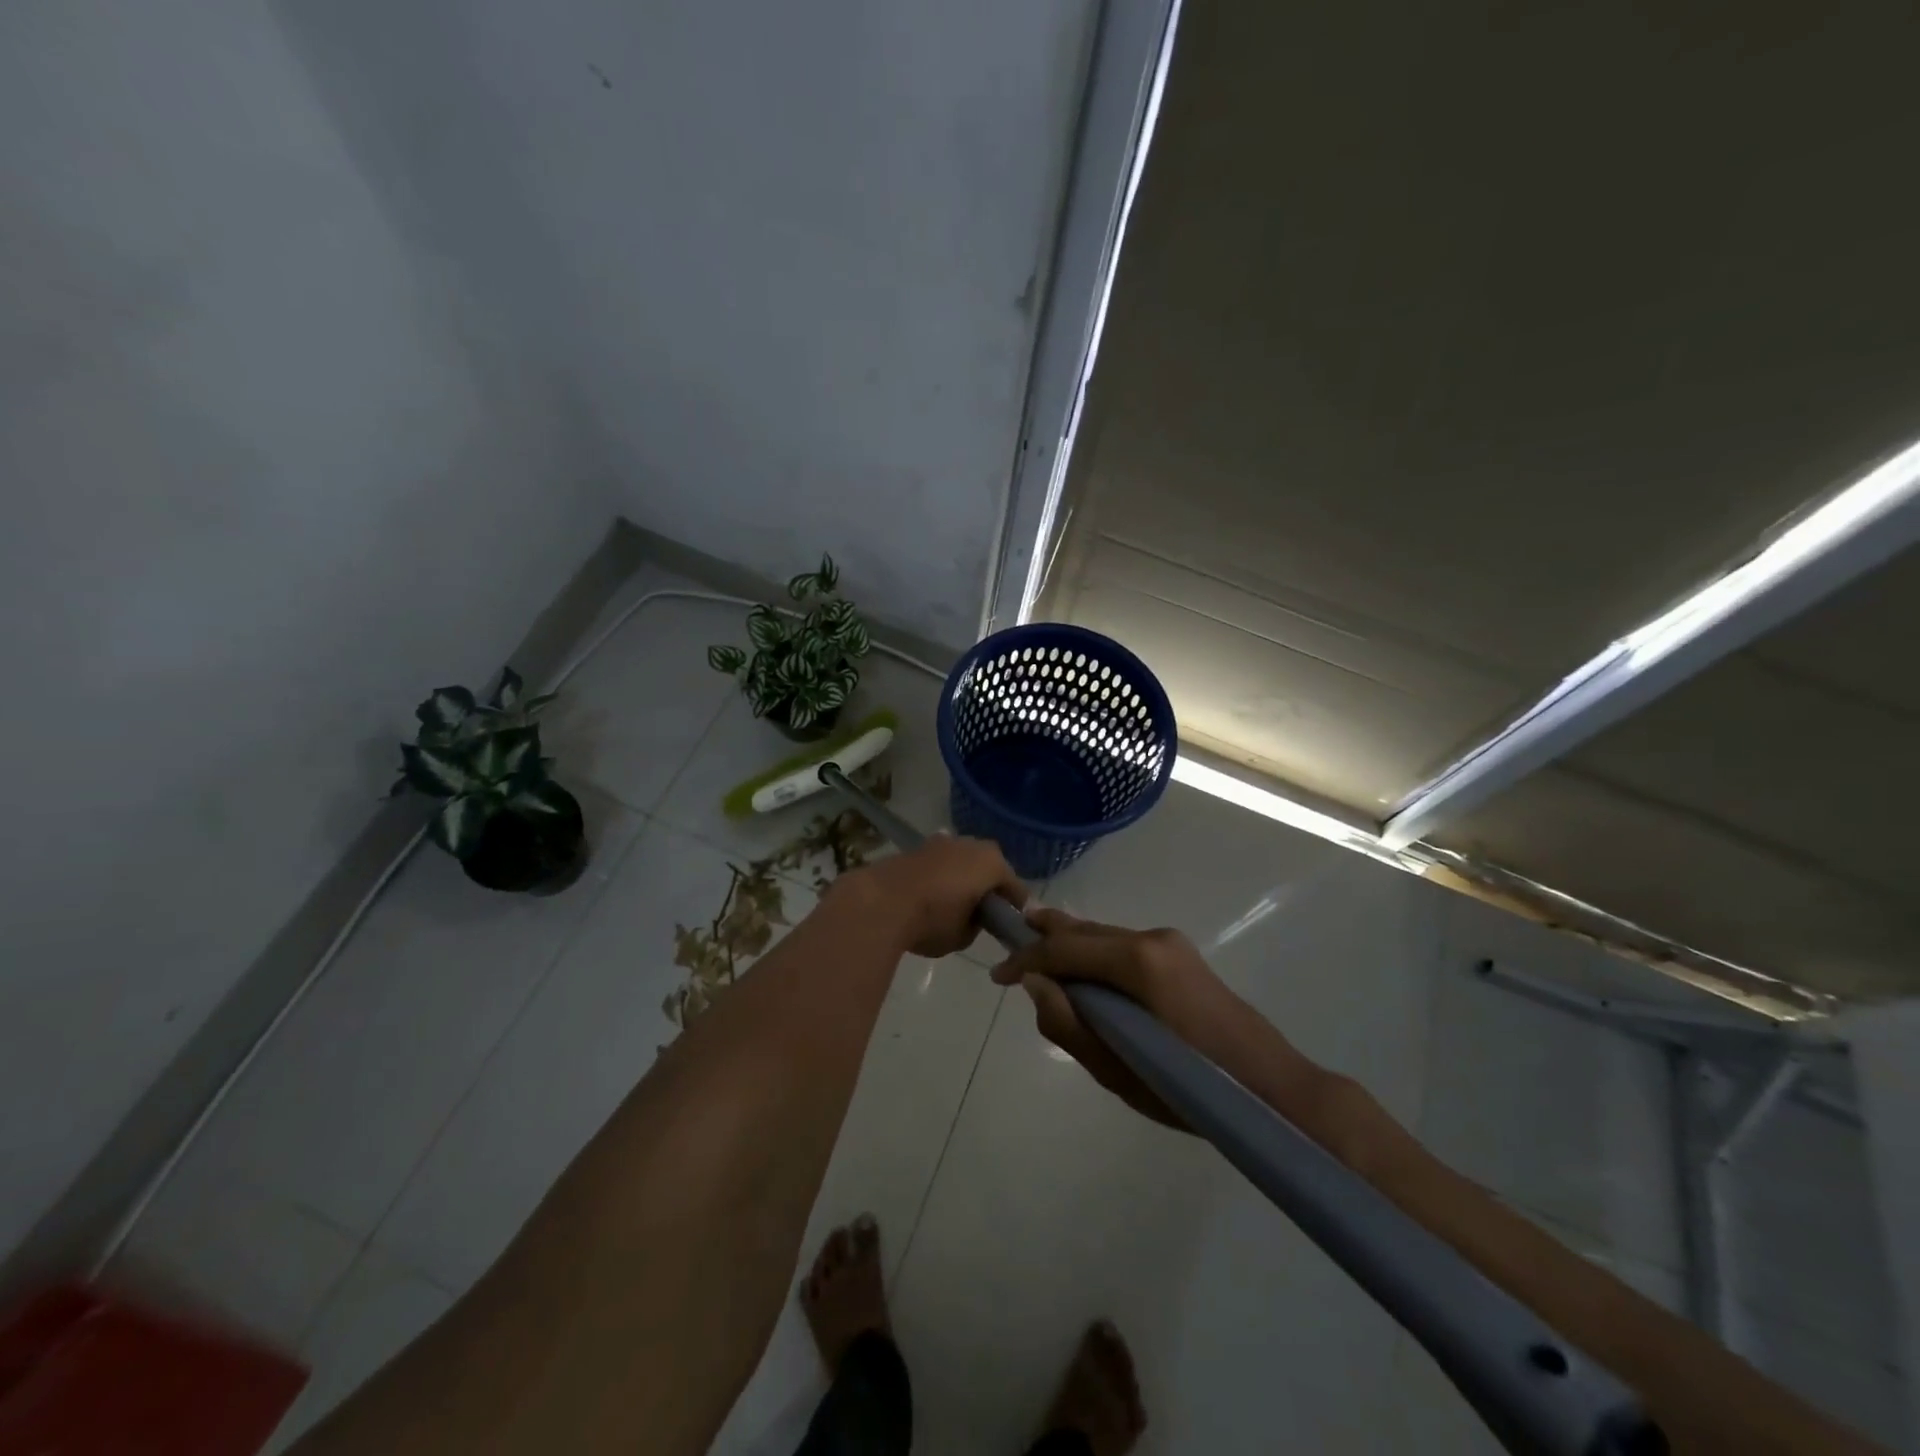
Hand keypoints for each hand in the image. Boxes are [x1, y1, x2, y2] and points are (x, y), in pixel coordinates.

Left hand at [837, 834, 1026, 958]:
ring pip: (962, 861)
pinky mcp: (916, 848)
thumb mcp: (963, 936)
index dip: (1016, 907)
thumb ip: (975, 925)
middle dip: (988, 885)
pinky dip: (940, 876)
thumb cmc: (932, 920)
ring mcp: (941, 842)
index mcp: (991, 863)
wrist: (880, 902)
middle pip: (989, 866)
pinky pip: (939, 863)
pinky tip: (931, 895)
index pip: (1014, 887)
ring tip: (955, 902)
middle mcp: (970, 845)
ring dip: (962, 877)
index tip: (1013, 923)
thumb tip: (970, 917)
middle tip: (985, 911)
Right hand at [990, 907, 1257, 1129]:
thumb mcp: (1118, 1071)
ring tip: (1037, 952)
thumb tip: (1033, 983)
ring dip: (1070, 944)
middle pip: (1085, 931)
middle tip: (1009, 943)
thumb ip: (1069, 1025)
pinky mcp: (1180, 956)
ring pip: (1104, 935)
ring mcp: (1170, 943)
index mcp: (1138, 961)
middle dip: (1045, 937)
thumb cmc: (1192, 1089)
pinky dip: (1095, 954)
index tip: (997, 975)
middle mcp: (1152, 938)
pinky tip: (1083, 969)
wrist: (1274, 1088)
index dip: (1027, 958)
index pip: (1066, 948)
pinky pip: (1123, 946)